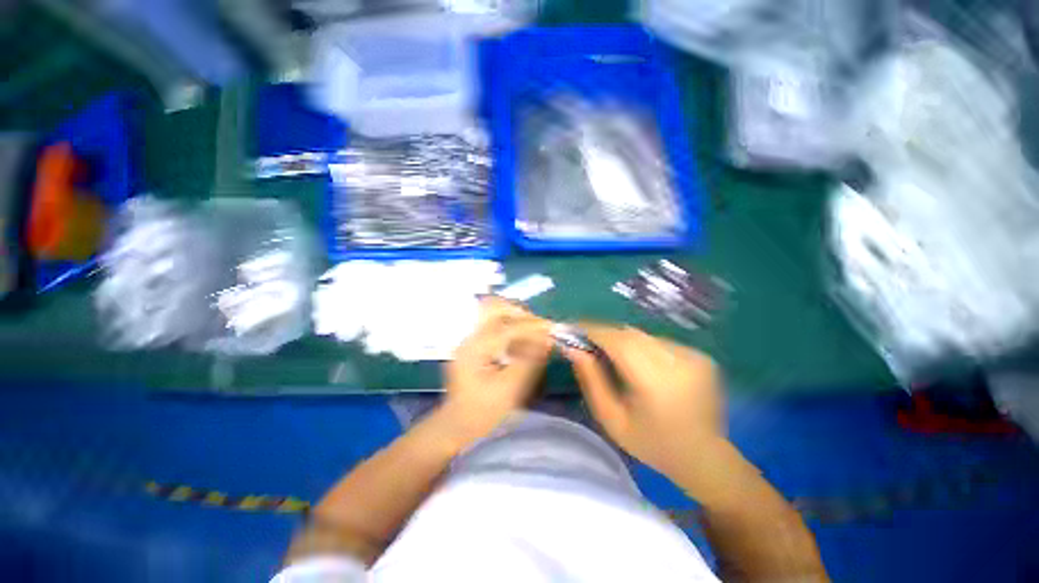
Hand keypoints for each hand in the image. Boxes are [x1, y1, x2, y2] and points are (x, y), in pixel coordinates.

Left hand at [440, 297, 552, 442]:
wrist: (456, 426)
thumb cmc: (482, 413)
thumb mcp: (510, 389)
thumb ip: (530, 361)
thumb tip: (548, 339)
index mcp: (475, 348)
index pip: (508, 327)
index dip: (533, 326)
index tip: (553, 329)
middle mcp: (470, 337)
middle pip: (495, 307)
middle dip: (521, 313)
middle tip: (540, 327)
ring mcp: (470, 339)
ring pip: (495, 313)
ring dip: (517, 318)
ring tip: (534, 333)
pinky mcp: (475, 344)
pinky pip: (495, 326)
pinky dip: (511, 328)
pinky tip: (522, 342)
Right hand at [564, 324, 724, 478]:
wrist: (705, 458)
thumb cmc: (652, 444)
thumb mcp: (611, 419)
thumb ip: (591, 380)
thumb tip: (572, 348)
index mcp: (655, 382)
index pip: (617, 341)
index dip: (592, 330)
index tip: (572, 328)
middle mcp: (677, 362)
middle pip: (630, 334)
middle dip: (604, 333)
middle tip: (586, 340)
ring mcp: (694, 357)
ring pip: (644, 336)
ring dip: (623, 339)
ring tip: (610, 352)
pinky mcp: (701, 356)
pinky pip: (659, 342)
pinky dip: (642, 346)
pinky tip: (639, 362)